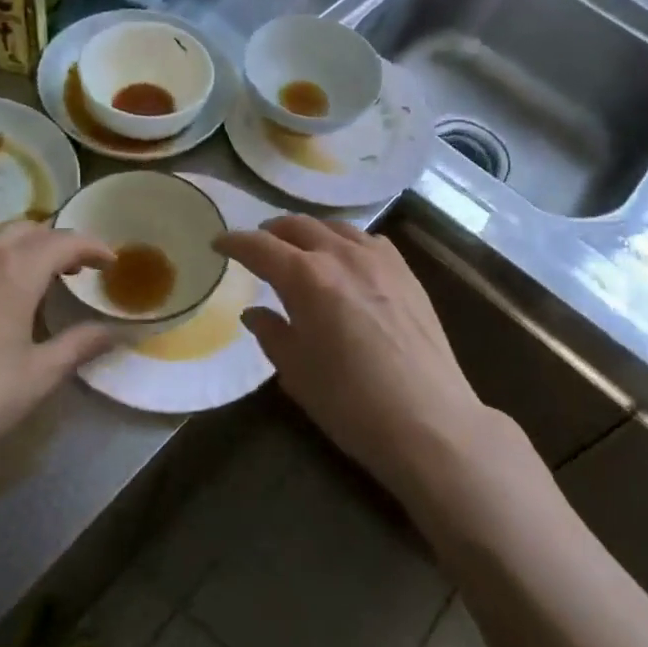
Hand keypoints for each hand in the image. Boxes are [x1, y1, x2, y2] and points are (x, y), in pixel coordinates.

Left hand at [0, 222, 116, 517]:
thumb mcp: (38, 376)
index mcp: (13, 272)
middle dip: (55, 241)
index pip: (63, 240)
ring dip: (20, 249)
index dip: (92, 246)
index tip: (110, 262)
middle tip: (74, 269)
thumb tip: (116, 330)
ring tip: (33, 280)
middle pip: (26, 229)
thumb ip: (81, 344)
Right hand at [216, 217, 486, 501]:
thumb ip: (272, 334)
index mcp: (306, 277)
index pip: (260, 247)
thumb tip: (254, 312)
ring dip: (310, 232)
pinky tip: (347, 261)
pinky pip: (368, 241)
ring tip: (300, 249)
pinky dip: (346, 242)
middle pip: (298, 226)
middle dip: (271, 232)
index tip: (218, 244)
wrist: (429, 421)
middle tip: (258, 246)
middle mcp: (342, 255)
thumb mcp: (297, 373)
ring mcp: (379, 259)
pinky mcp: (407, 272)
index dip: (234, 242)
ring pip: (335, 227)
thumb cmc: (351, 403)